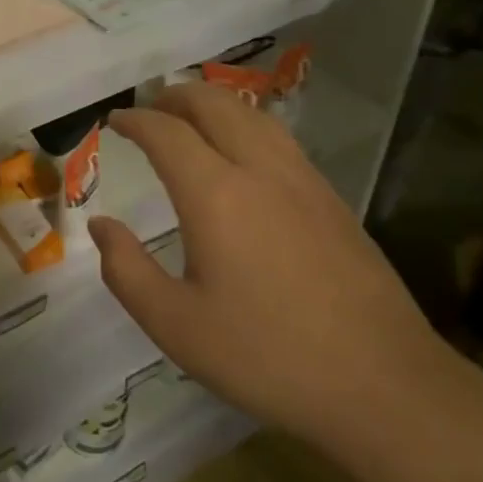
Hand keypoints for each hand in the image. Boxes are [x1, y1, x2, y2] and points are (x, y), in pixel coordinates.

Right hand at [88, 82, 448, 450]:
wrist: (381, 384)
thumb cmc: (265, 356)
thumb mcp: (175, 325)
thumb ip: (127, 270)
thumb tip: (101, 226)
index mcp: (216, 195)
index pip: (167, 133)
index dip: (136, 120)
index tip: (114, 121)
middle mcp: (261, 172)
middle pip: (216, 105)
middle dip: (177, 97)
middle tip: (150, 107)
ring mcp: (305, 182)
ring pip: (255, 116)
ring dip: (216, 105)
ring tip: (192, 118)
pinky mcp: (334, 202)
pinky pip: (282, 140)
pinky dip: (249, 126)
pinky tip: (245, 155)